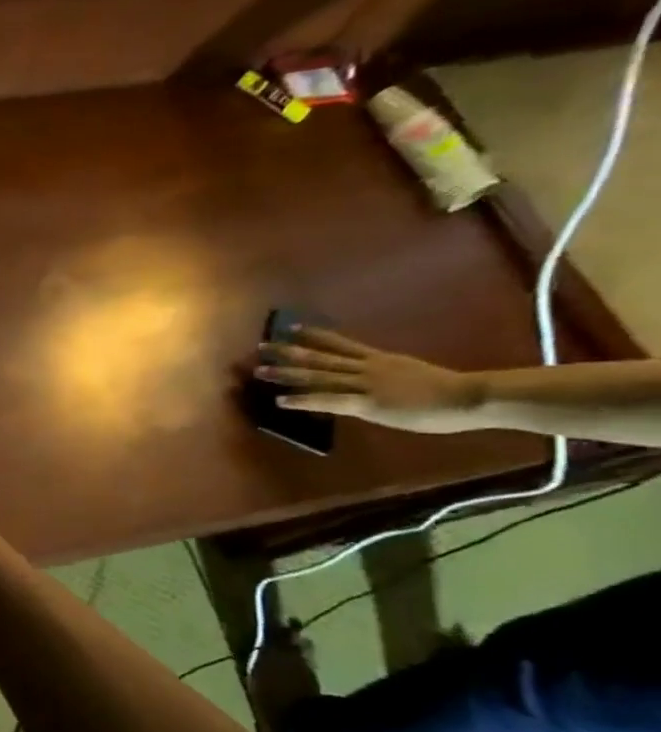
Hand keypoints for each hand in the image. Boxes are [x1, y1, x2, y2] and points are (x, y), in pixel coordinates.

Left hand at [256, 327, 483, 434]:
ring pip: (318, 376)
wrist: (472, 396)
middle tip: (261, 347)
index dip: (316, 335)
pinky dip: (303, 400)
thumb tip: (377, 382)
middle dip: (288, 353)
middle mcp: (368, 367)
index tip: (293, 328)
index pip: (342, 344)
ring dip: (286, 374)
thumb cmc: (453, 391)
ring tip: (259, 371)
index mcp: (381, 359)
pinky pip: (328, 400)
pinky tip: (281, 402)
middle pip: (320, 357)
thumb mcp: (414, 376)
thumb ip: (391, 375)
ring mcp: (365, 384)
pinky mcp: (367, 403)